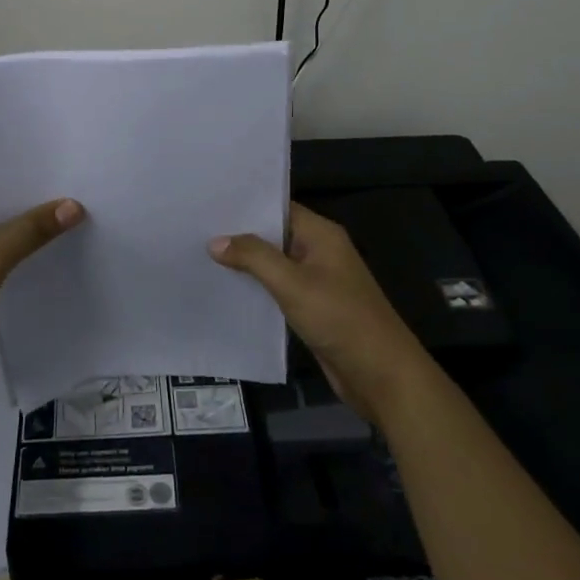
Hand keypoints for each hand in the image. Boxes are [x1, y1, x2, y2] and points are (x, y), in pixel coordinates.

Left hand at [0, 186, 83, 392]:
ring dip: (27, 233)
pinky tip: (49, 256)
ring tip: (71, 222)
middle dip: (32, 205)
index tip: (63, 171)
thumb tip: (75, 205)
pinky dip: (19, 256)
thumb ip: (32, 229)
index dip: (26, 175)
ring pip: (0, 234)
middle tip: (77, 195)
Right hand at [209, 202, 430, 424]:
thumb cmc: (340, 318)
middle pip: (274, 235)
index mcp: (322, 234)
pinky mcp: (313, 307)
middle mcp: (319, 251)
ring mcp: (317, 281)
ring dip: (246, 263)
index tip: (209, 203)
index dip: (246, 205)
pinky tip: (226, 289)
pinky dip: (257, 287)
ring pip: (274, 264)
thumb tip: (215, 241)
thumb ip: (254, 258)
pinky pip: (279, 289)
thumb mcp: (293, 284)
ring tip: (201, 255)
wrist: (382, 375)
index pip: (278, 208)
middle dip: (240, 234)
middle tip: (196, 228)